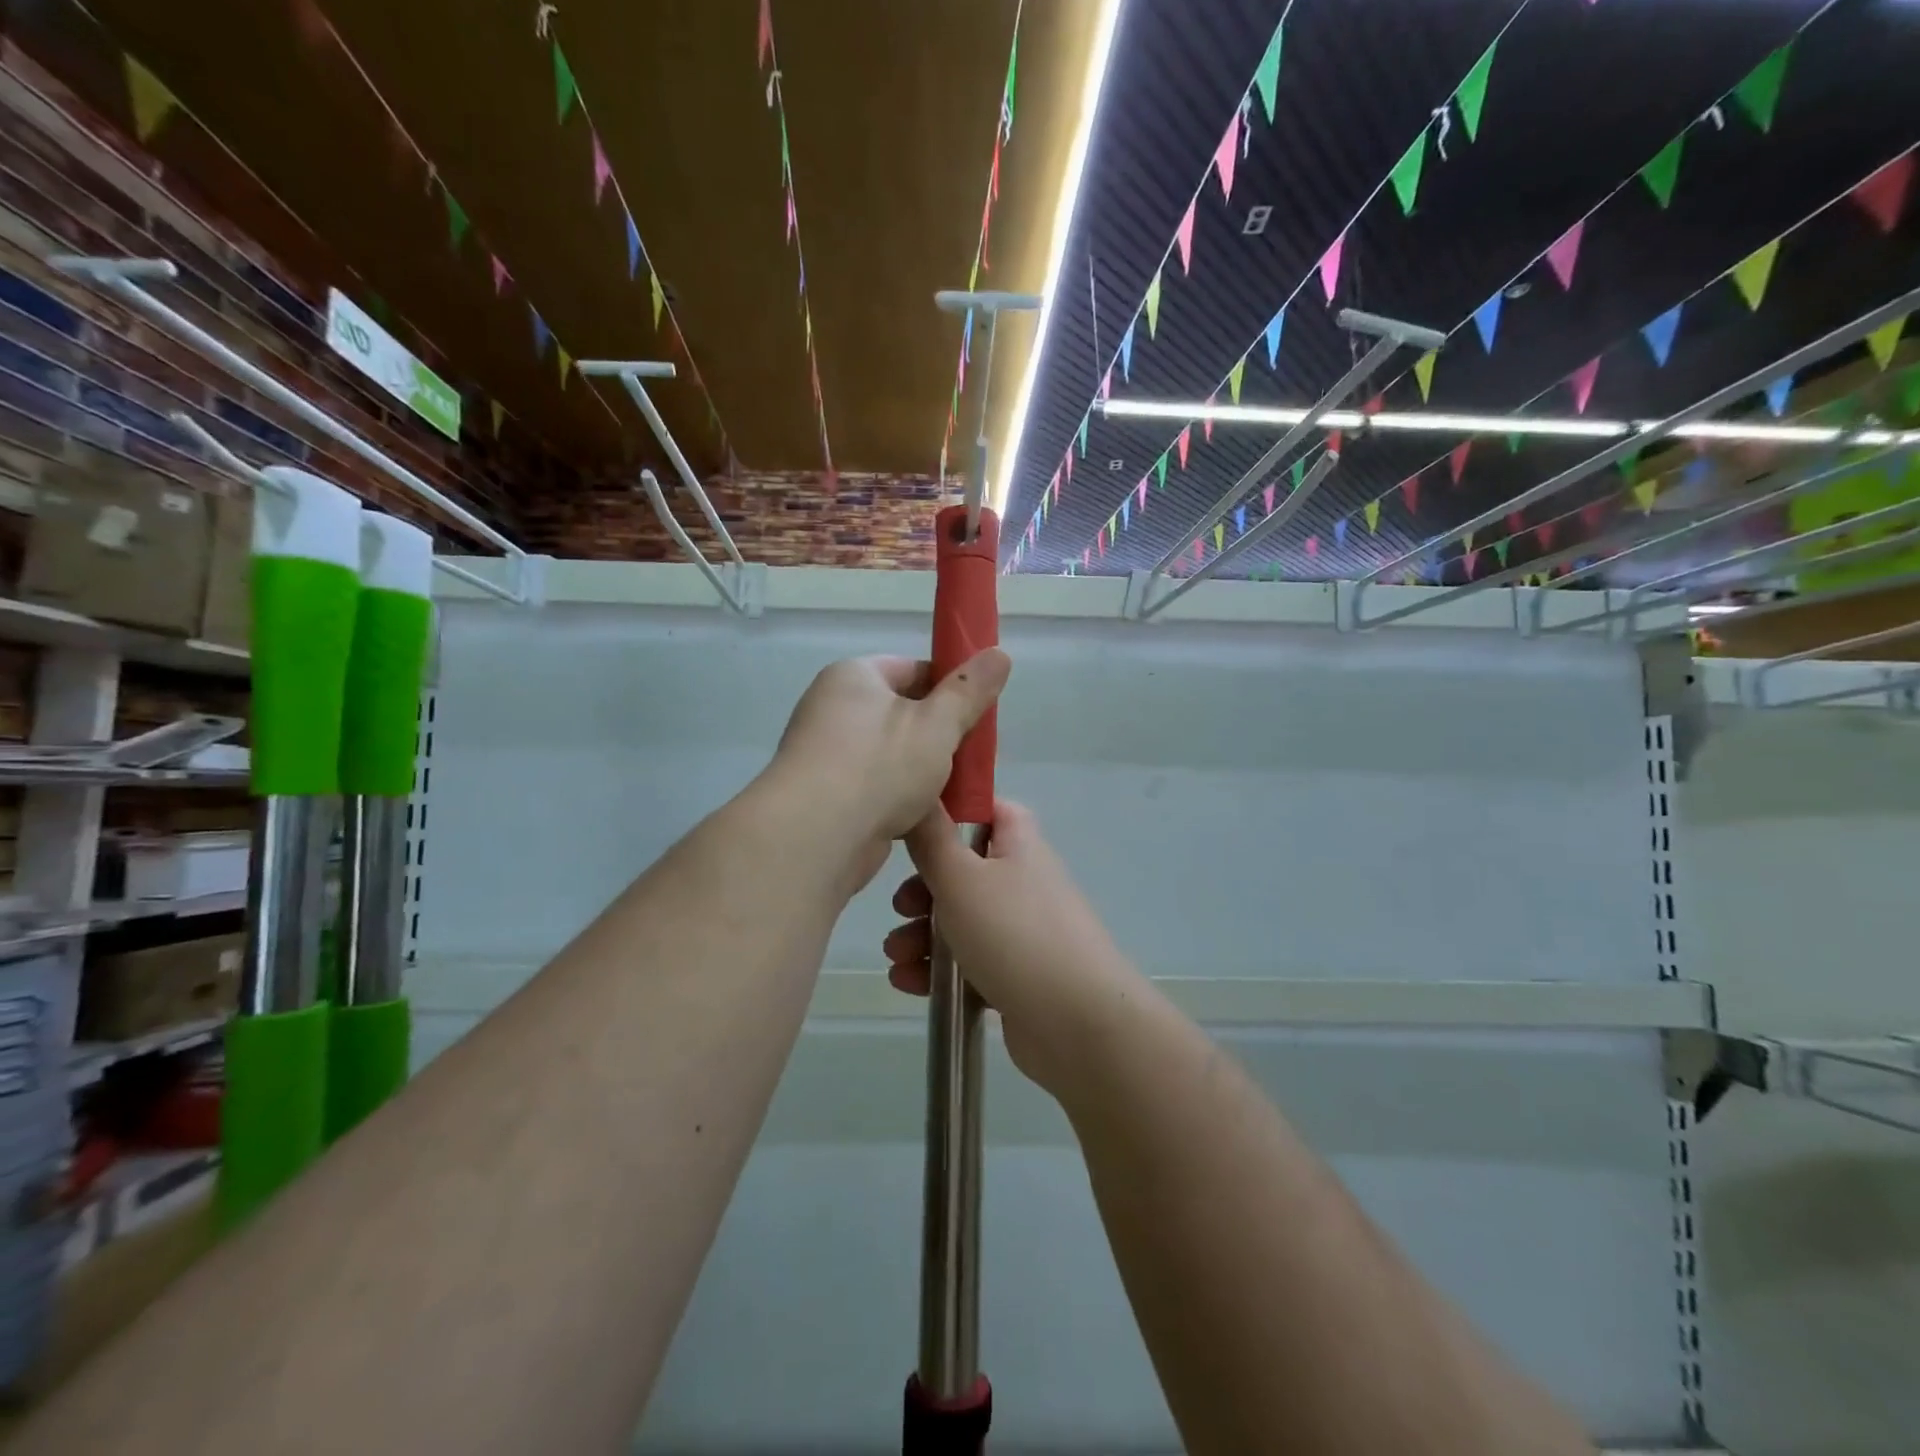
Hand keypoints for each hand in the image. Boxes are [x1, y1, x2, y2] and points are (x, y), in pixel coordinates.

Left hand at [765, 651, 1009, 891]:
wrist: (815, 838)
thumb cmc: (879, 767)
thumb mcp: (938, 724)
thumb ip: (969, 691)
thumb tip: (999, 653)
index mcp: (854, 677)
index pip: (913, 669)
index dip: (950, 687)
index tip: (977, 714)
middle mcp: (833, 707)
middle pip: (903, 713)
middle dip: (940, 735)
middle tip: (974, 757)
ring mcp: (827, 753)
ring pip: (892, 753)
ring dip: (923, 770)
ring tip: (958, 789)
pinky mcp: (827, 794)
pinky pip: (875, 785)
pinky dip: (900, 796)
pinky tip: (928, 815)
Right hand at [884, 800, 1132, 1088]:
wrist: (1077, 1024)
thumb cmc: (1014, 934)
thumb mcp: (961, 878)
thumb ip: (933, 839)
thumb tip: (922, 796)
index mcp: (1018, 845)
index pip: (989, 809)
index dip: (953, 812)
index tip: (915, 828)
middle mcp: (1023, 881)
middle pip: (964, 870)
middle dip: (923, 890)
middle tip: (901, 907)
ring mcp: (1021, 930)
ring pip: (961, 919)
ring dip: (922, 934)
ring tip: (897, 956)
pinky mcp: (1015, 974)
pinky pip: (969, 961)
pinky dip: (938, 969)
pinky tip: (909, 983)